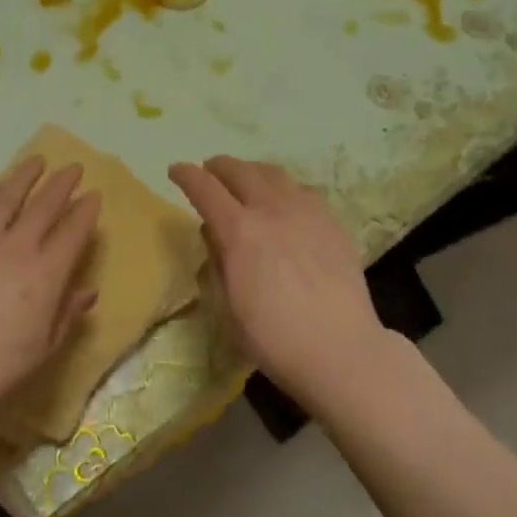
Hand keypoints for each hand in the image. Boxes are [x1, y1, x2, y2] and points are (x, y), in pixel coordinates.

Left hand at [0, 156, 100, 429]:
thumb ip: (67, 313)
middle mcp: (18, 247)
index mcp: (47, 273)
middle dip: (62, 183)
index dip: (86, 210)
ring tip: (37, 160)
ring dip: (25, 175)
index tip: (93, 195)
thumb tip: (88, 290)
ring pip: (8, 196)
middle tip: (73, 167)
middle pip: (45, 205)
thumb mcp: (43, 347)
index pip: (73, 231)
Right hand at [169, 157, 388, 405]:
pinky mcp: (332, 222)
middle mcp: (271, 210)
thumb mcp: (229, 306)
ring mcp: (306, 212)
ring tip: (245, 178)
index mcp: (239, 232)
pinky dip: (284, 188)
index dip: (186, 175)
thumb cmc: (275, 338)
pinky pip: (302, 191)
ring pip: (274, 174)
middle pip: (240, 171)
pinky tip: (285, 201)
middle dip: (218, 166)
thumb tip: (215, 233)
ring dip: (251, 171)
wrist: (341, 349)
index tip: (176, 170)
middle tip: (209, 171)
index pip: (205, 188)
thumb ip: (219, 262)